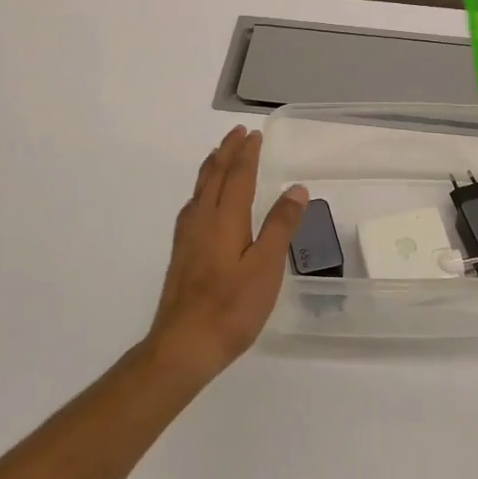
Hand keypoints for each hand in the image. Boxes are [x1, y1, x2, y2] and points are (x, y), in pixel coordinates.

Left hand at [146, 126, 308, 381]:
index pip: (238, 176)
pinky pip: (192, 205)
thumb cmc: (232, 308)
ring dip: (213, 167)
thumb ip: (280, 226)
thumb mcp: (266, 267)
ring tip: (220, 154)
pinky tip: (202, 200)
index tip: (255, 134)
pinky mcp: (181, 253)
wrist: (183, 345)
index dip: (247, 154)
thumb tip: (296, 188)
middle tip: (238, 133)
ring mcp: (187, 237)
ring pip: (200, 189)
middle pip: (214, 176)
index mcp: (224, 219)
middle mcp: (202, 220)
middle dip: (227, 152)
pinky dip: (202, 188)